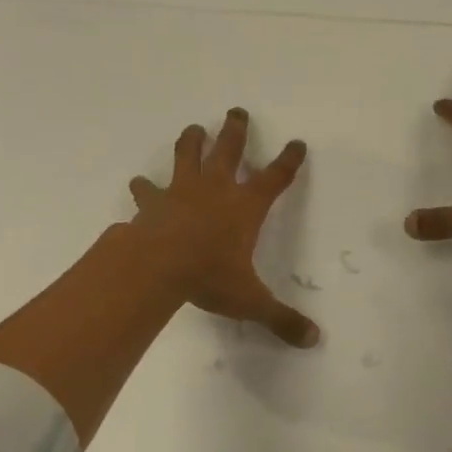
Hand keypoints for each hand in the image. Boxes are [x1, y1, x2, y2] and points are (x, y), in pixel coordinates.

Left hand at [129, 107, 320, 347]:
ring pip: (187, 155)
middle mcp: (216, 190)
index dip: (288, 160)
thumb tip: (313, 340)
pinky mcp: (152, 203)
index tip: (297, 143)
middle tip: (237, 111)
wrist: (156, 268)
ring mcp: (181, 191)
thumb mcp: (250, 301)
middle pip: (229, 150)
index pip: (275, 178)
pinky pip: (146, 189)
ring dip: (191, 141)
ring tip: (193, 128)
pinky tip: (138, 183)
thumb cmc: (210, 277)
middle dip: (235, 130)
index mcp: (246, 207)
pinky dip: (143, 186)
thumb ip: (280, 318)